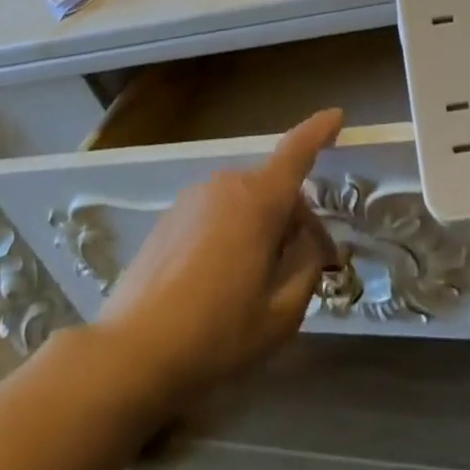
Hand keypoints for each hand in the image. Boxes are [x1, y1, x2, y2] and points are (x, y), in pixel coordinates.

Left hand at [94, 109, 343, 407]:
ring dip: (260, 226)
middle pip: (273, 188)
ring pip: (244, 201)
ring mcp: (194, 198)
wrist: (131, 354)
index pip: (297, 151)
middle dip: (293, 217)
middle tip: (304, 265)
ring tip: (258, 281)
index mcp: (259, 200)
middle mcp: (227, 185)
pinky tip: (219, 281)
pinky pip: (215, 213)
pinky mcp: (170, 216)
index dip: (320, 131)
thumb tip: (309, 243)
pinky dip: (230, 232)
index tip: (338, 116)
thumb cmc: (215, 334)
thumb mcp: (279, 316)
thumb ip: (306, 270)